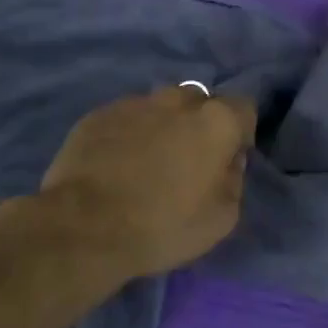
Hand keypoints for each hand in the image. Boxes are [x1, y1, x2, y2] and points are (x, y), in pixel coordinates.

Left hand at [39, 85, 257, 280]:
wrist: (84, 227)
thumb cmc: (163, 225)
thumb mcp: (221, 218)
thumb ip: (233, 180)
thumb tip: (228, 161)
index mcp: (216, 121)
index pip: (244, 108)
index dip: (240, 133)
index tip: (228, 158)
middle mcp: (177, 100)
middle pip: (200, 102)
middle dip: (199, 124)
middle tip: (187, 160)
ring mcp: (134, 103)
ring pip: (160, 108)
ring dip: (163, 127)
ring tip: (147, 162)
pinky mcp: (98, 114)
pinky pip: (126, 118)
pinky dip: (129, 134)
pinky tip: (117, 164)